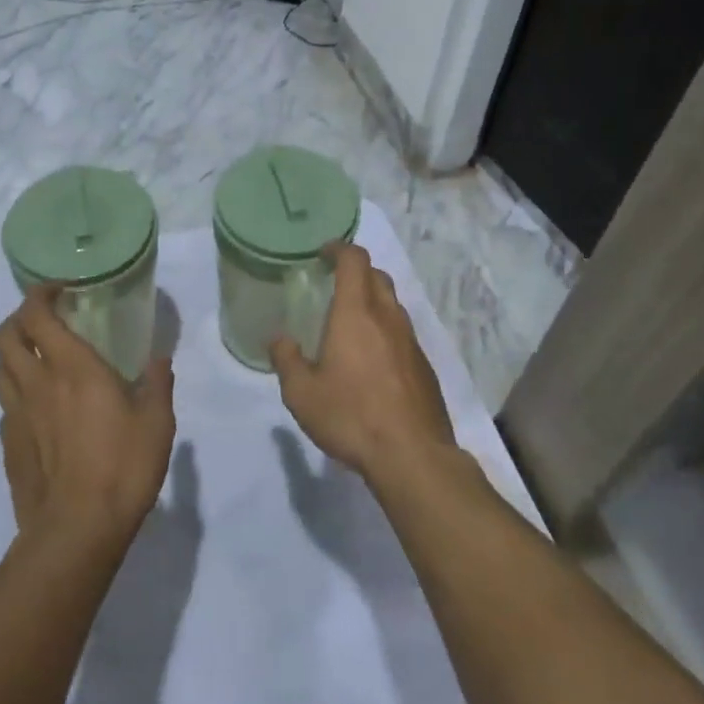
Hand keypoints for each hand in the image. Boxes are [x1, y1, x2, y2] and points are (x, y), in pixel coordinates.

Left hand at [0, 286, 176, 553]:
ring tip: (40, 361)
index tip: (60, 290)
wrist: (77, 531)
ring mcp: (17, 416)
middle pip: (4, 335)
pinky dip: (18, 395)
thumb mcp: (157, 422)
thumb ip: (158, 384)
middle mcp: (37, 383)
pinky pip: (6, 407)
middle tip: (45, 320)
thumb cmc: (122, 467)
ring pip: (0, 369)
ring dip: (14, 356)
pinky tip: (41, 410)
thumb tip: (159, 360)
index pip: (36, 314)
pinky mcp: (9, 447)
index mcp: (72, 367)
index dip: (40, 294)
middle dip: (20, 318)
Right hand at [270, 245, 456, 488]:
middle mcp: (387, 318)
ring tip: (351, 324)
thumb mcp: (302, 393)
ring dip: (373, 301)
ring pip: (393, 304)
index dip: (339, 249)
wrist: (412, 455)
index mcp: (356, 313)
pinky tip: (372, 360)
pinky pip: (403, 333)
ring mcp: (411, 341)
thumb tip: (279, 339)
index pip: (354, 260)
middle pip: (377, 276)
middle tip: (333, 286)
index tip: (323, 253)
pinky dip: (386, 331)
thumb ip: (286, 360)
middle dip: (356, 272)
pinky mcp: (424, 366)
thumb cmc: (351, 416)